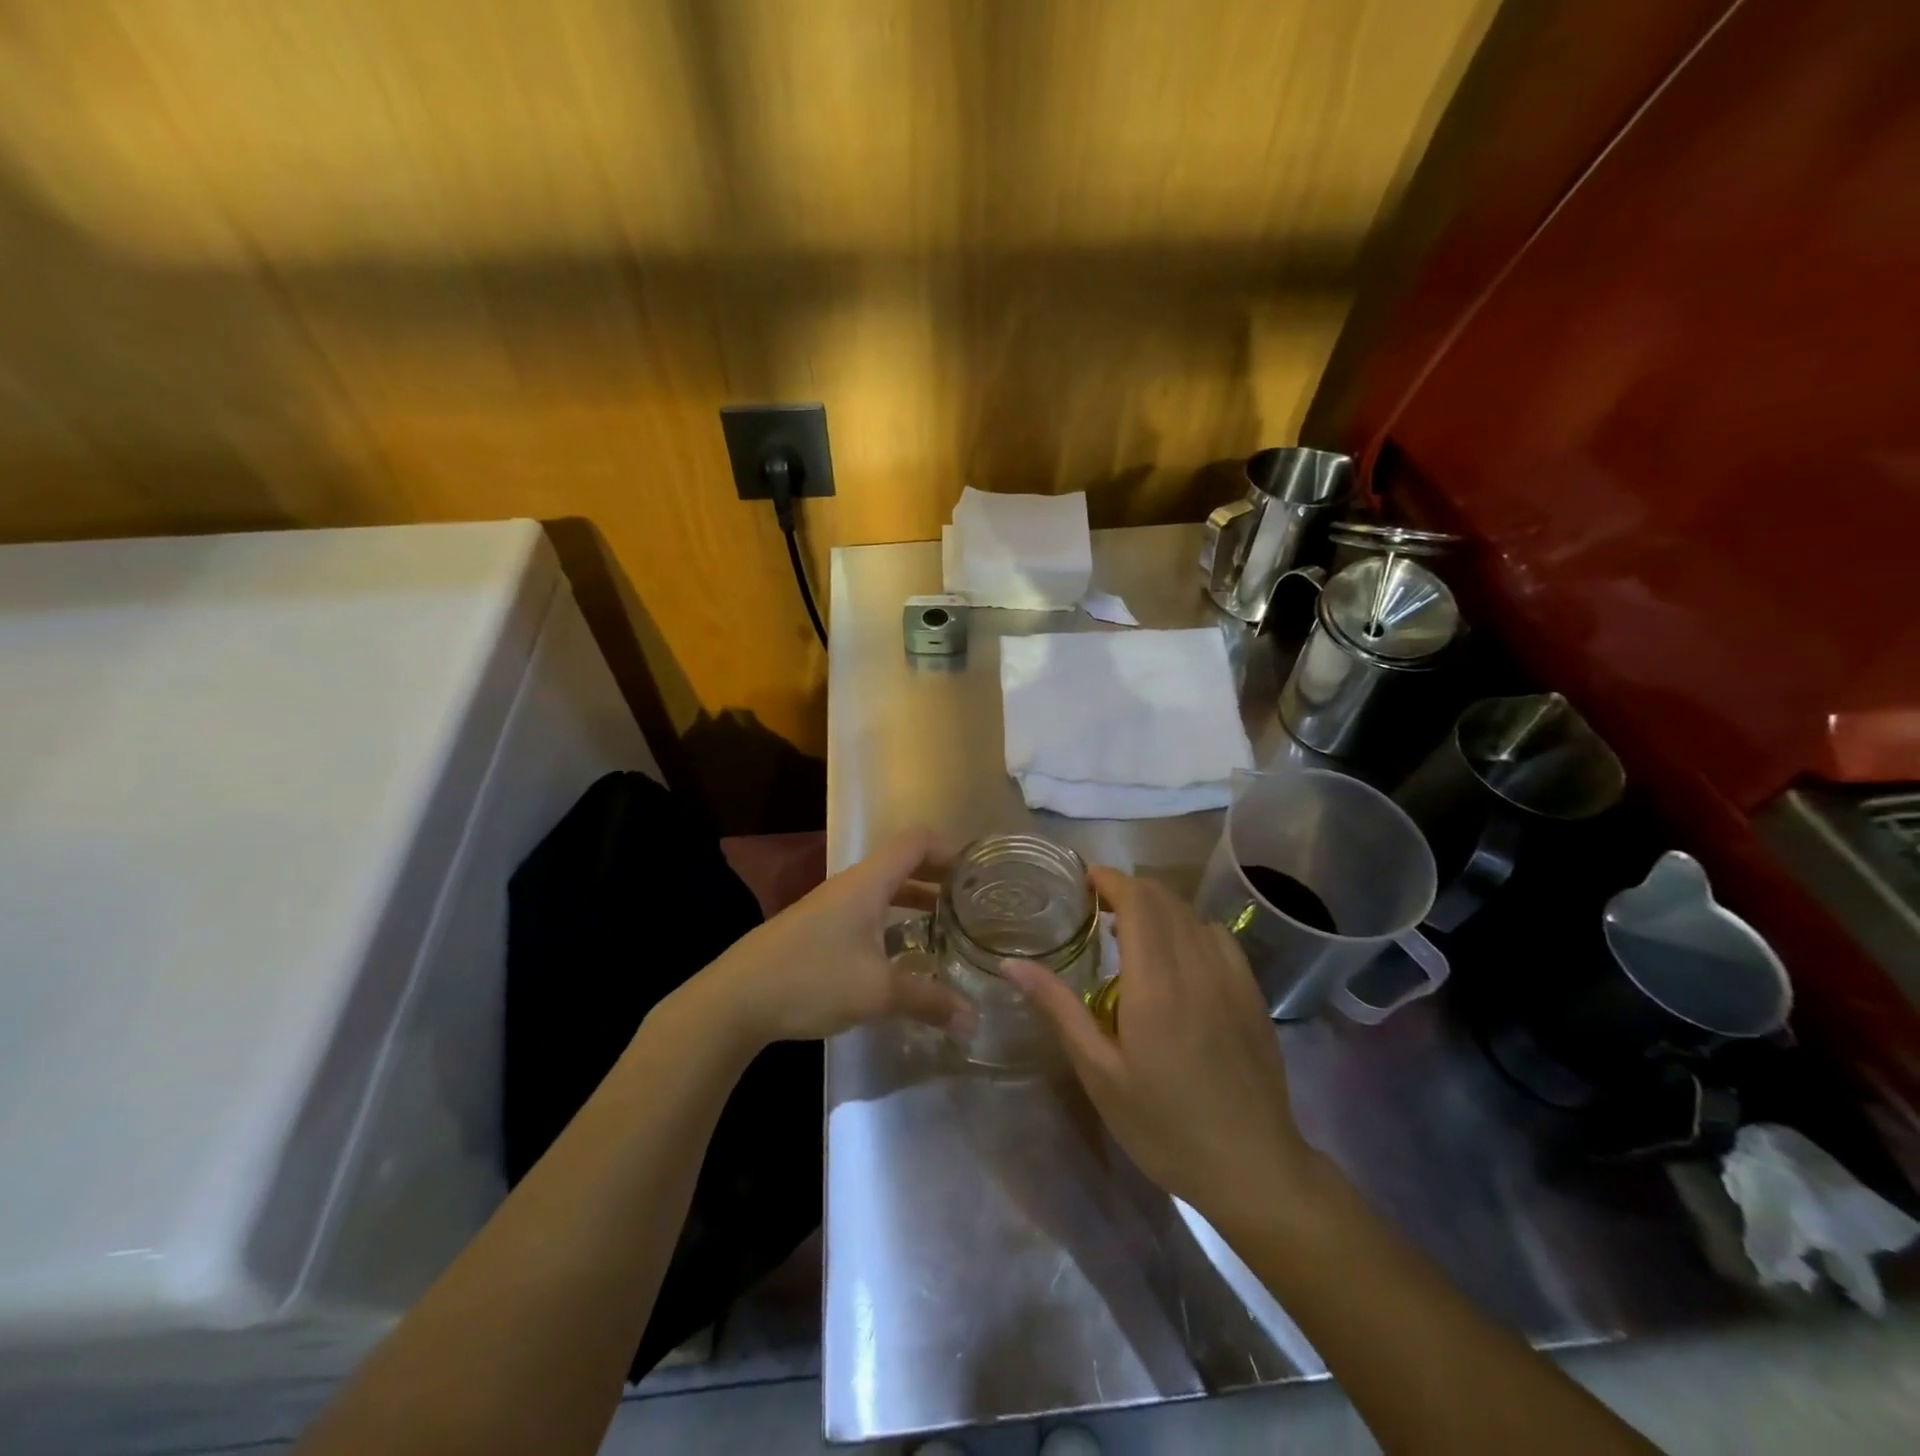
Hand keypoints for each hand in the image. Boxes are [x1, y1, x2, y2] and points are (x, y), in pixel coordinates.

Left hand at [697, 827, 975, 1045]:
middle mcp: (851, 885)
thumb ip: (929, 1001)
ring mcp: (830, 906)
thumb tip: (974, 1020)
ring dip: (916, 900)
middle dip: (939, 875)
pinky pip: (867, 911)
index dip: (950, 847)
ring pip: (883, 889)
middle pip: (902, 861)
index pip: (916, 841)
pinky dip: (893, 920)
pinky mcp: (817, 929)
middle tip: (972, 900)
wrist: (734, 1000)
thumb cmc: (810, 980)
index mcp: (868, 883)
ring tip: (947, 925)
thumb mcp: (877, 993)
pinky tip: (902, 954)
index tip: (979, 872)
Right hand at [1005, 868, 1325, 1231]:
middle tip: (1095, 905)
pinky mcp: (1251, 992)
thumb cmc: (1163, 1125)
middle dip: (1128, 889)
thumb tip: (1012, 964)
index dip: (1110, 880)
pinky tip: (1177, 952)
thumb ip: (1059, 1008)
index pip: (1137, 901)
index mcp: (1155, 983)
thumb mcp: (1099, 1073)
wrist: (1251, 1166)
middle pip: (1163, 899)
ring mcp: (1230, 977)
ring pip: (1191, 913)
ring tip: (1130, 926)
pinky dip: (1189, 925)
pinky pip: (1218, 936)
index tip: (1082, 880)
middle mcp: (1196, 966)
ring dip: (1158, 906)